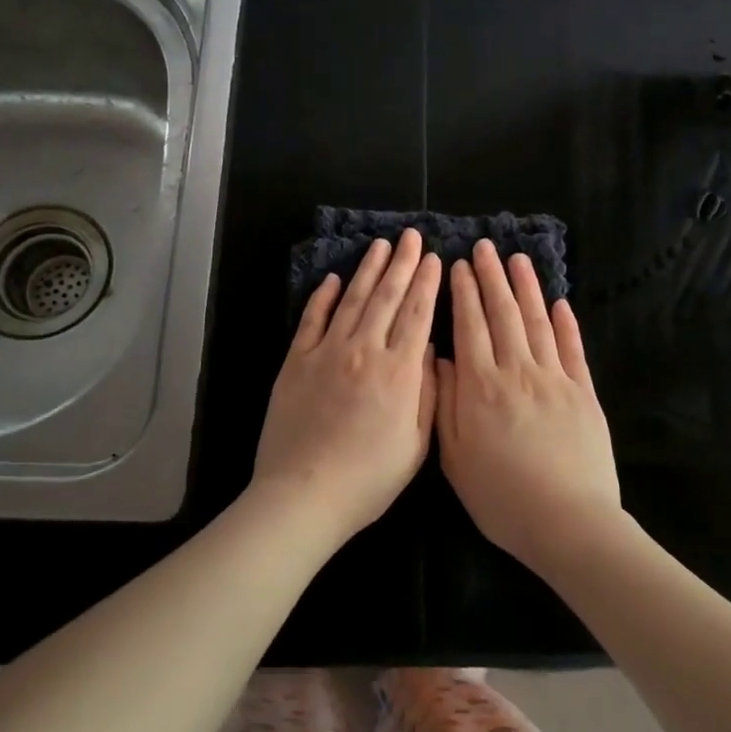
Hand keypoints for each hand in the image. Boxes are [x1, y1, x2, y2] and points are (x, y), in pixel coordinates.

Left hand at [251, 228, 441, 542]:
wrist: (304, 494)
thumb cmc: (368, 479)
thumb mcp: (415, 444)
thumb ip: (426, 393)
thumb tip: (428, 350)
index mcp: (398, 372)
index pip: (417, 315)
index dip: (426, 284)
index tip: (434, 259)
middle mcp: (364, 351)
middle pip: (386, 298)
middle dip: (402, 264)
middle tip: (410, 236)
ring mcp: (326, 353)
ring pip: (352, 300)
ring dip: (367, 270)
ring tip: (379, 246)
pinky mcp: (296, 362)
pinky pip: (312, 320)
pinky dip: (323, 297)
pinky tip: (333, 279)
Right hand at [436, 241, 626, 578]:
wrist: (568, 523)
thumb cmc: (501, 497)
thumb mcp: (454, 457)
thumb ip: (445, 403)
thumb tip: (440, 359)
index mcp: (481, 387)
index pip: (470, 326)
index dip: (463, 293)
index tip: (458, 265)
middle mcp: (518, 371)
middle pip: (503, 314)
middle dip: (491, 278)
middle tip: (484, 248)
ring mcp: (555, 379)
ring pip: (537, 322)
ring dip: (526, 288)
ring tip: (517, 260)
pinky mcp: (584, 393)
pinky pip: (573, 349)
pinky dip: (566, 323)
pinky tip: (559, 302)